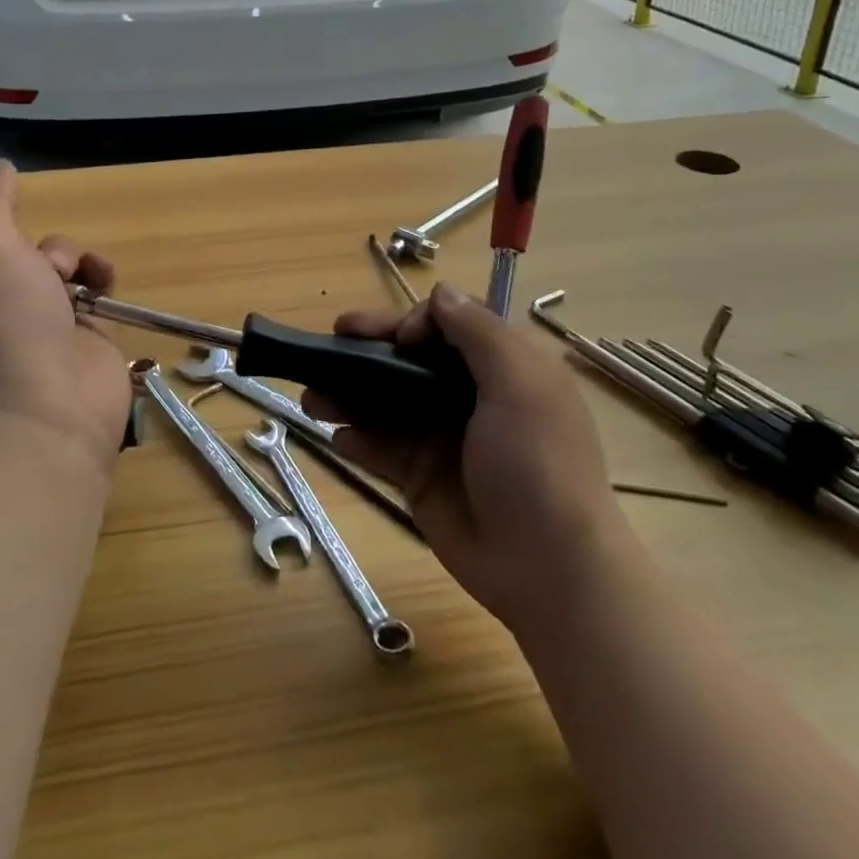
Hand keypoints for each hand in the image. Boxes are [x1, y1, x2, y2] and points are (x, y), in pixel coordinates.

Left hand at [0, 160, 130, 471]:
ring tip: (75, 277)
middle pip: (4, 243)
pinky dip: (98, 277)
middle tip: (32, 253)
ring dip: (68, 256)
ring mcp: (28, 321)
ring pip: (50, 261)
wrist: (41, 416)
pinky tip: (104, 284)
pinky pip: (87, 288)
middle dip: (27, 237)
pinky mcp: (74, 335)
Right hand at [305, 283, 623, 632]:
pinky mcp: (422, 476)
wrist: (547, 568)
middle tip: (331, 339)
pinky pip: (381, 448)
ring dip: (348, 393)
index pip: (449, 323)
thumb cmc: (537, 463)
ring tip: (311, 396)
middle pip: (410, 358)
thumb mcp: (520, 385)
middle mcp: (470, 394)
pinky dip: (357, 439)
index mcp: (502, 366)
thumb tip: (442, 291)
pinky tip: (336, 437)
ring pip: (386, 401)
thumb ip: (478, 332)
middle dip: (369, 348)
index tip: (400, 340)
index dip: (418, 321)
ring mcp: (442, 436)